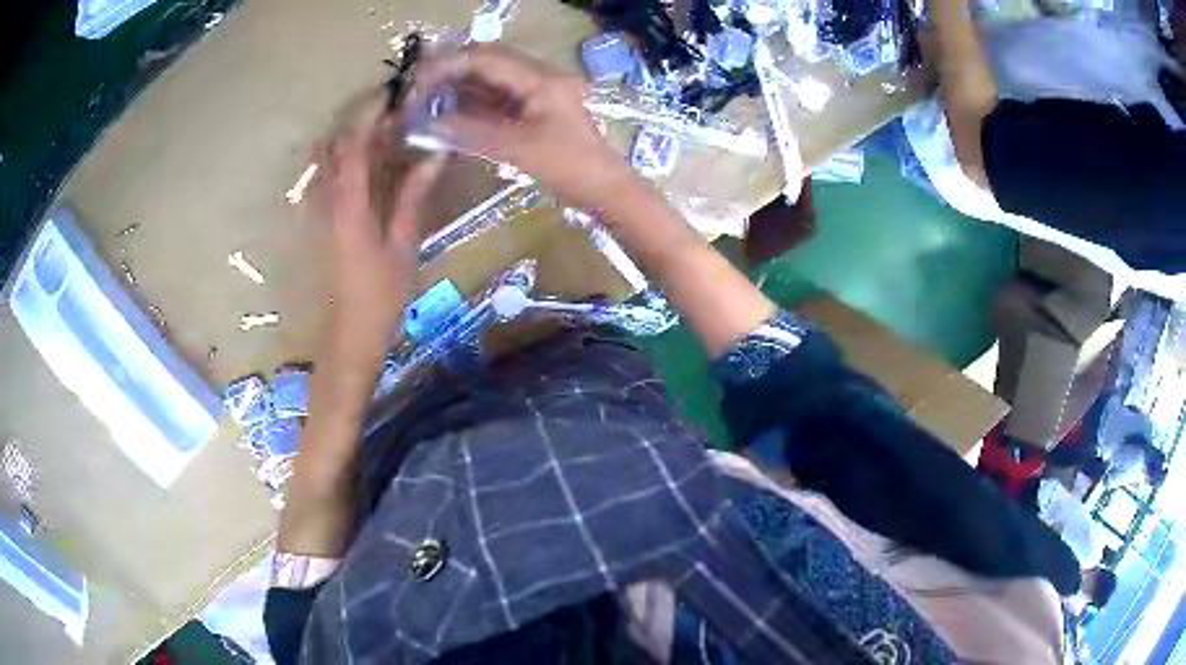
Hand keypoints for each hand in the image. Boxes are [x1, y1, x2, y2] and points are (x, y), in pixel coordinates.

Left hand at [321, 95, 443, 356]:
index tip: (389, 95)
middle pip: (332, 148)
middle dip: (354, 121)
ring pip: (323, 162)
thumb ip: (412, 196)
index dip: (367, 117)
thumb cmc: (381, 294)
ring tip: (374, 129)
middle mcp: (326, 203)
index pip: (353, 148)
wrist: (350, 332)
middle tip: (384, 109)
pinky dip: (339, 161)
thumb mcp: (403, 244)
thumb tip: (433, 156)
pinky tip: (361, 163)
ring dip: (344, 138)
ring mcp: (319, 213)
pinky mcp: (320, 224)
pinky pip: (324, 180)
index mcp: (349, 207)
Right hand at [413, 44, 636, 208]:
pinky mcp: (536, 110)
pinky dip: (473, 105)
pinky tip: (450, 115)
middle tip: (419, 88)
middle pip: (488, 62)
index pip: (486, 58)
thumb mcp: (518, 150)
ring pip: (491, 81)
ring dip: (460, 88)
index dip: (448, 64)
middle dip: (451, 71)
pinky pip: (498, 99)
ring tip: (427, 101)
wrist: (607, 190)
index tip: (418, 80)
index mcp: (541, 79)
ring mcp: (538, 93)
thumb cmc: (570, 168)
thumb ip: (471, 134)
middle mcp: (540, 77)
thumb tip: (428, 126)